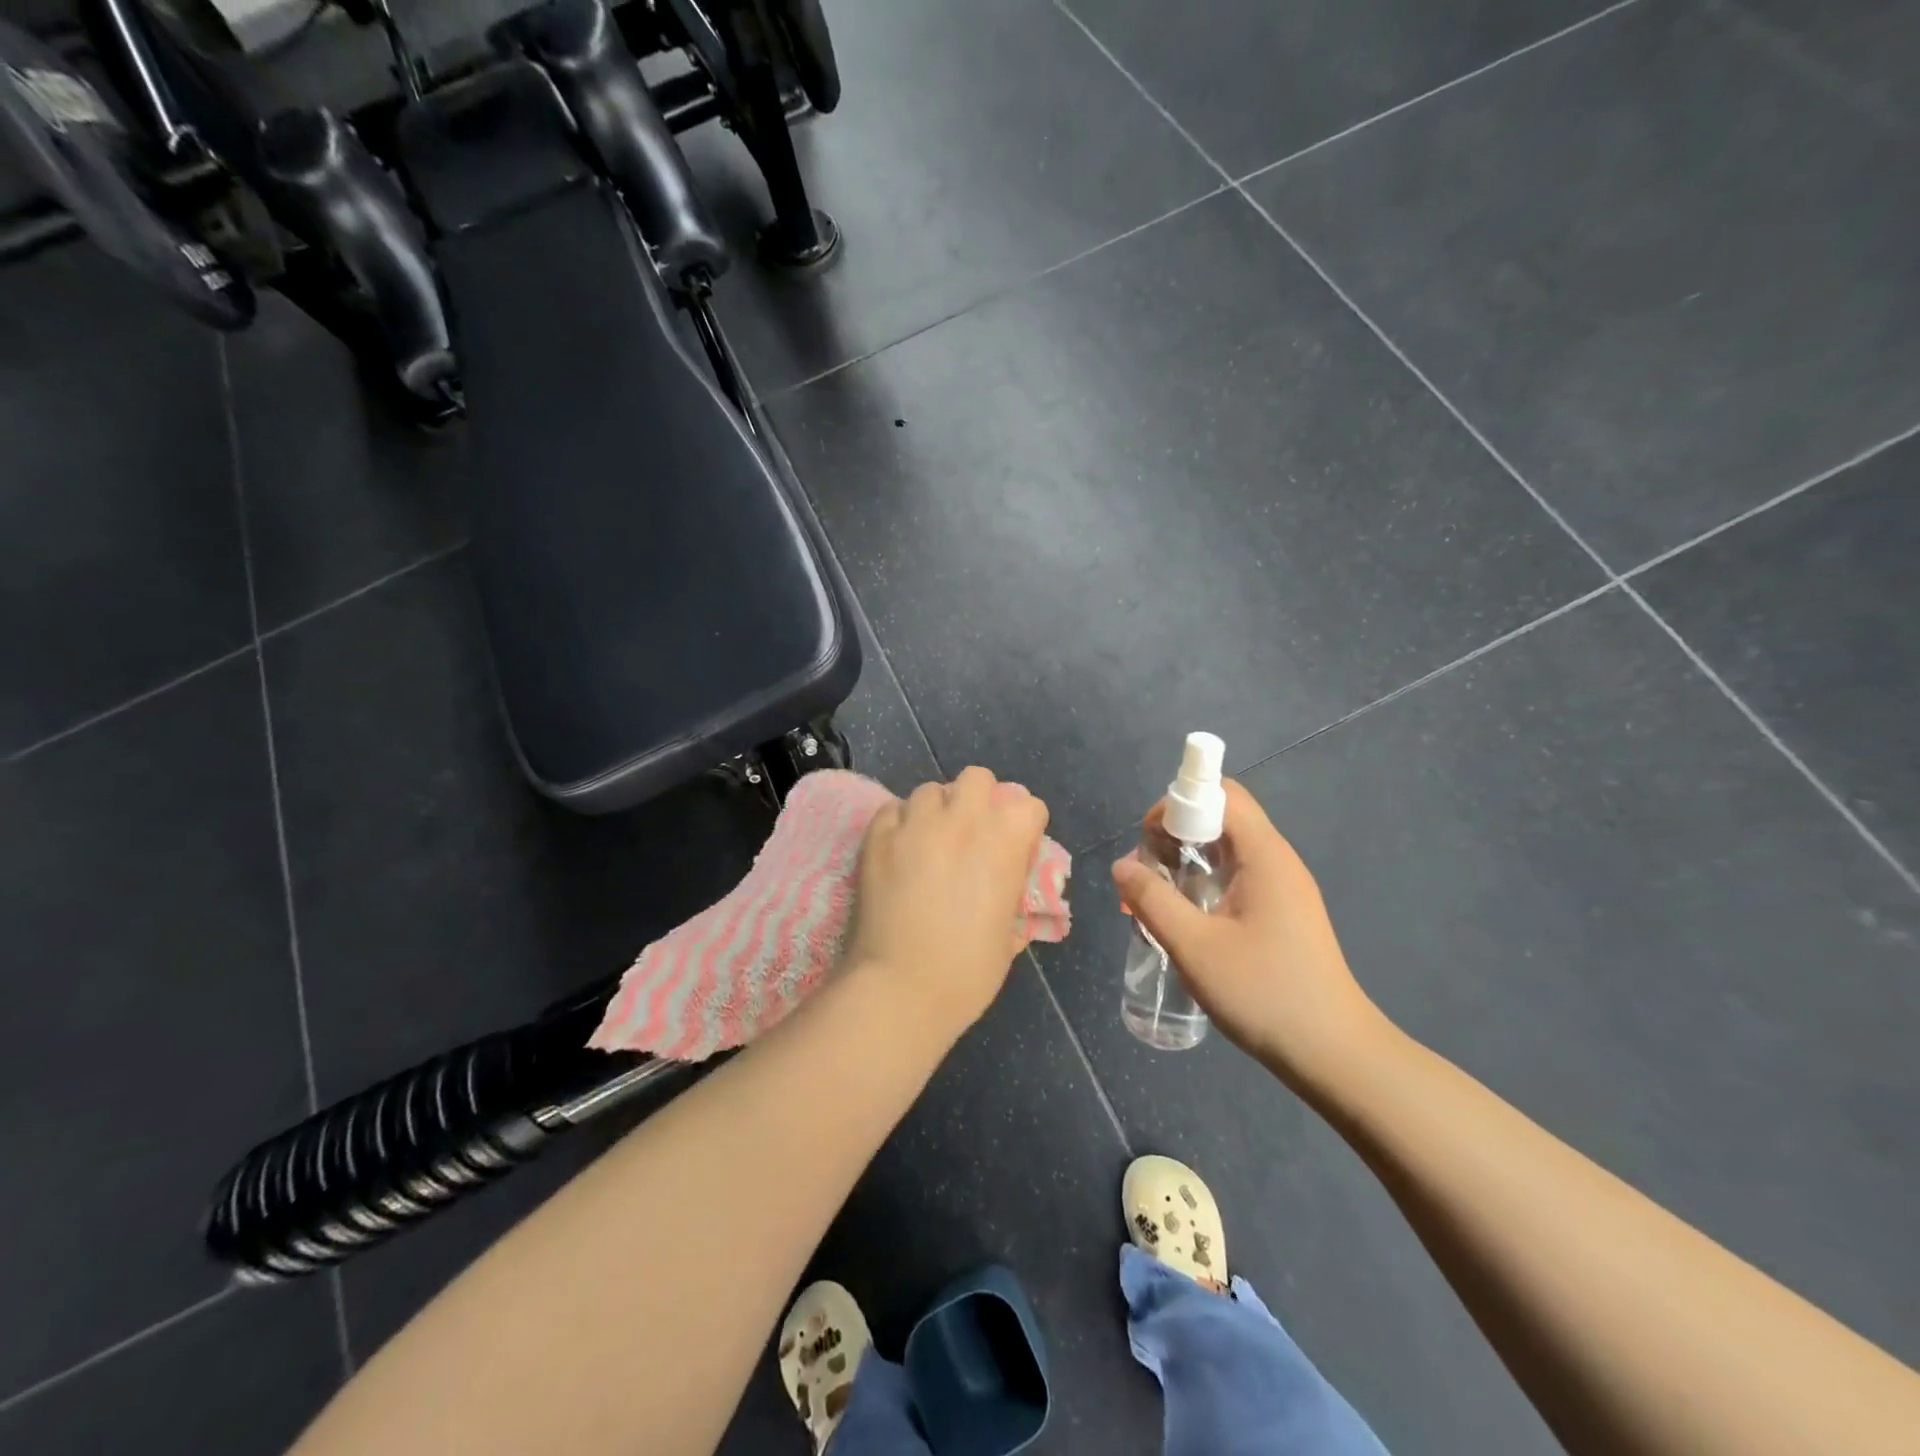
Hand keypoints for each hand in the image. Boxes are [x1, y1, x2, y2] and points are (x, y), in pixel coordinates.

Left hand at [846, 768, 1050, 1034]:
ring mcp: (916, 823)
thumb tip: (1003, 881)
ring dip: (936, 810)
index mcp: (1006, 841)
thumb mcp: (1009, 931)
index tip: (1015, 848)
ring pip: (931, 790)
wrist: (901, 988)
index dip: (1023, 826)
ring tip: (929, 841)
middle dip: (978, 799)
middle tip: (970, 833)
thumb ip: (1010, 891)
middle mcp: (963, 819)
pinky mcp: (877, 835)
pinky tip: (898, 850)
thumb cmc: (968, 971)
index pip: (1028, 805)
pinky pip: (893, 809)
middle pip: (977, 779)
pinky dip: (900, 823)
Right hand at [1111, 780, 1387, 1089]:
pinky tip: (1184, 922)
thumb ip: (1152, 900)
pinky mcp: (1283, 914)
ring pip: (1226, 852)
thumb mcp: (1194, 946)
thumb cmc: (1264, 993)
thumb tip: (1122, 866)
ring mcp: (1283, 889)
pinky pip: (1236, 879)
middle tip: (1145, 876)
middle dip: (1175, 836)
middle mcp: (1277, 862)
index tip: (1148, 842)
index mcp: (1264, 856)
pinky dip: (1204, 885)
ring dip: (1186, 864)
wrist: (1334, 1054)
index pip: (1221, 795)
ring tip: (1154, 901)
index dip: (1178, 804)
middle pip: (1221, 819)